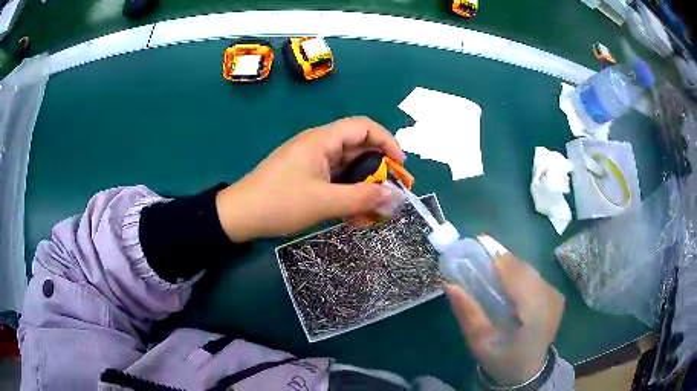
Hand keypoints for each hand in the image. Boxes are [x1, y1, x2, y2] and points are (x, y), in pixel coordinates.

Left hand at [215, 117, 405, 241]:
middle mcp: (318, 145)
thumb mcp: (324, 202)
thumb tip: (397, 197)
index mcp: (322, 140)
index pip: (364, 126)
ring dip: (363, 183)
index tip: (400, 166)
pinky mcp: (305, 175)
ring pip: (347, 165)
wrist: (239, 216)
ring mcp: (311, 161)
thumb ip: (363, 198)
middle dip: (379, 167)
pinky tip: (354, 211)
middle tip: (393, 191)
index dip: (387, 142)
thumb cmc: (280, 203)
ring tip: (376, 206)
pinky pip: (334, 178)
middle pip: (358, 146)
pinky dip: (347, 191)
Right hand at [445, 252, 564, 385]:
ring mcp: (556, 295)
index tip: (477, 243)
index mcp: (534, 313)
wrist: (527, 372)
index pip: (517, 276)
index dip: (498, 258)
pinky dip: (519, 274)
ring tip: (490, 264)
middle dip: (502, 259)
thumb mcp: (480, 342)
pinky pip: (535, 277)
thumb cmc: (502, 359)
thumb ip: (468, 313)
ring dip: (510, 265)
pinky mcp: (556, 295)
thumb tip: (449, 284)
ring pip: (530, 270)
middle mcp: (550, 298)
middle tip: (479, 252)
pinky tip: (507, 279)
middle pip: (524, 268)